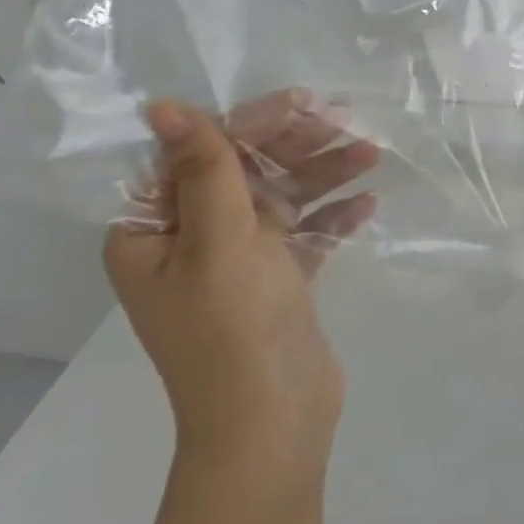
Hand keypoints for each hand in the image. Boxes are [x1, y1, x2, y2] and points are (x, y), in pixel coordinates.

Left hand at [103, 92, 378, 475]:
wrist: (272, 419)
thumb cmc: (235, 328)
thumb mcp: (219, 242)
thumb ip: (204, 171)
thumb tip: (165, 106)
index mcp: (152, 231)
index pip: (196, 157)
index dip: (248, 125)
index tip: (304, 104)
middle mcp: (189, 242)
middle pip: (244, 175)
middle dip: (295, 148)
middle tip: (349, 124)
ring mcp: (237, 265)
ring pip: (281, 202)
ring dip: (323, 177)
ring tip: (372, 154)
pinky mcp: (276, 285)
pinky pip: (303, 237)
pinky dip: (332, 219)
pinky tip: (367, 205)